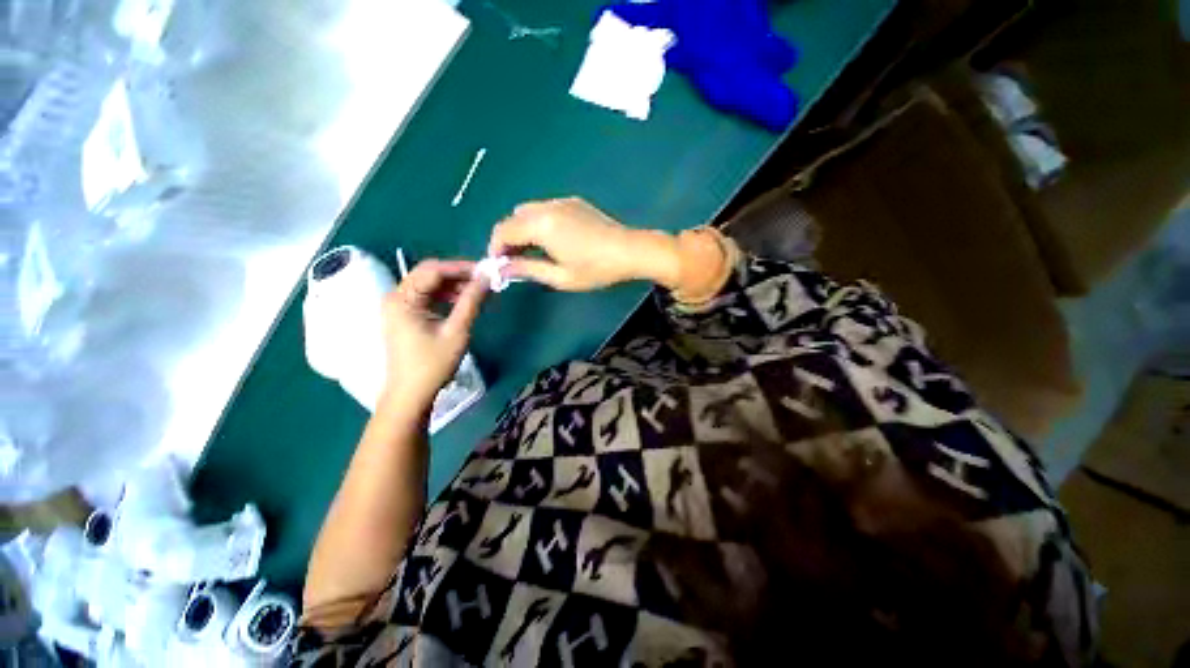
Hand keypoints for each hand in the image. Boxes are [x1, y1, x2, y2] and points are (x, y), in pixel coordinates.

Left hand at [380, 260, 486, 411]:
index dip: (461, 267)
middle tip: (484, 281)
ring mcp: (399, 306)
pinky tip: (463, 302)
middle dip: (458, 275)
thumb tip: (487, 278)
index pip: (433, 270)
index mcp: (403, 299)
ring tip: (478, 292)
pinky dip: (446, 296)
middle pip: (429, 274)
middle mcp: (396, 297)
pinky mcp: (405, 315)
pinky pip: (427, 296)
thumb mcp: (457, 331)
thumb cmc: (432, 364)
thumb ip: (471, 302)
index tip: (486, 271)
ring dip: (454, 285)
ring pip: (429, 284)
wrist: (411, 394)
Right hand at [488, 198, 680, 290]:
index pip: (504, 231)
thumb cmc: (596, 269)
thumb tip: (503, 268)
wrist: (630, 251)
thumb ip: (528, 269)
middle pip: (514, 218)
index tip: (498, 265)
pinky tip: (553, 239)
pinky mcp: (575, 202)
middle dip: (508, 238)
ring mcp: (562, 202)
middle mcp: (547, 207)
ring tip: (532, 252)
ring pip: (529, 211)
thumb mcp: (560, 276)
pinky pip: (546, 209)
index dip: (495, 248)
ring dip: (523, 229)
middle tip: (514, 261)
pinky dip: (539, 222)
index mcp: (541, 225)